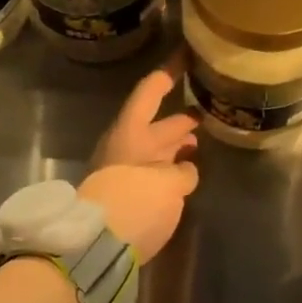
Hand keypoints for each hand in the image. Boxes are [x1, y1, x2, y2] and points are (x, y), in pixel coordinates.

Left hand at [81, 59, 199, 262]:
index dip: (170, 71)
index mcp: (131, 132)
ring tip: (204, 138)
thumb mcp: (167, 183)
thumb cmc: (133, 202)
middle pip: (157, 123)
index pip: (151, 91)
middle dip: (182, 115)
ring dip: (178, 143)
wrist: (94, 248)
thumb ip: (183, 172)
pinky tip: (189, 171)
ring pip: (157, 149)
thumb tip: (185, 171)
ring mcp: (125, 171)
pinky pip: (154, 172)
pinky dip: (172, 168)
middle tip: (207, 104)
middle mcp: (127, 147)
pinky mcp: (127, 195)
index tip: (187, 54)